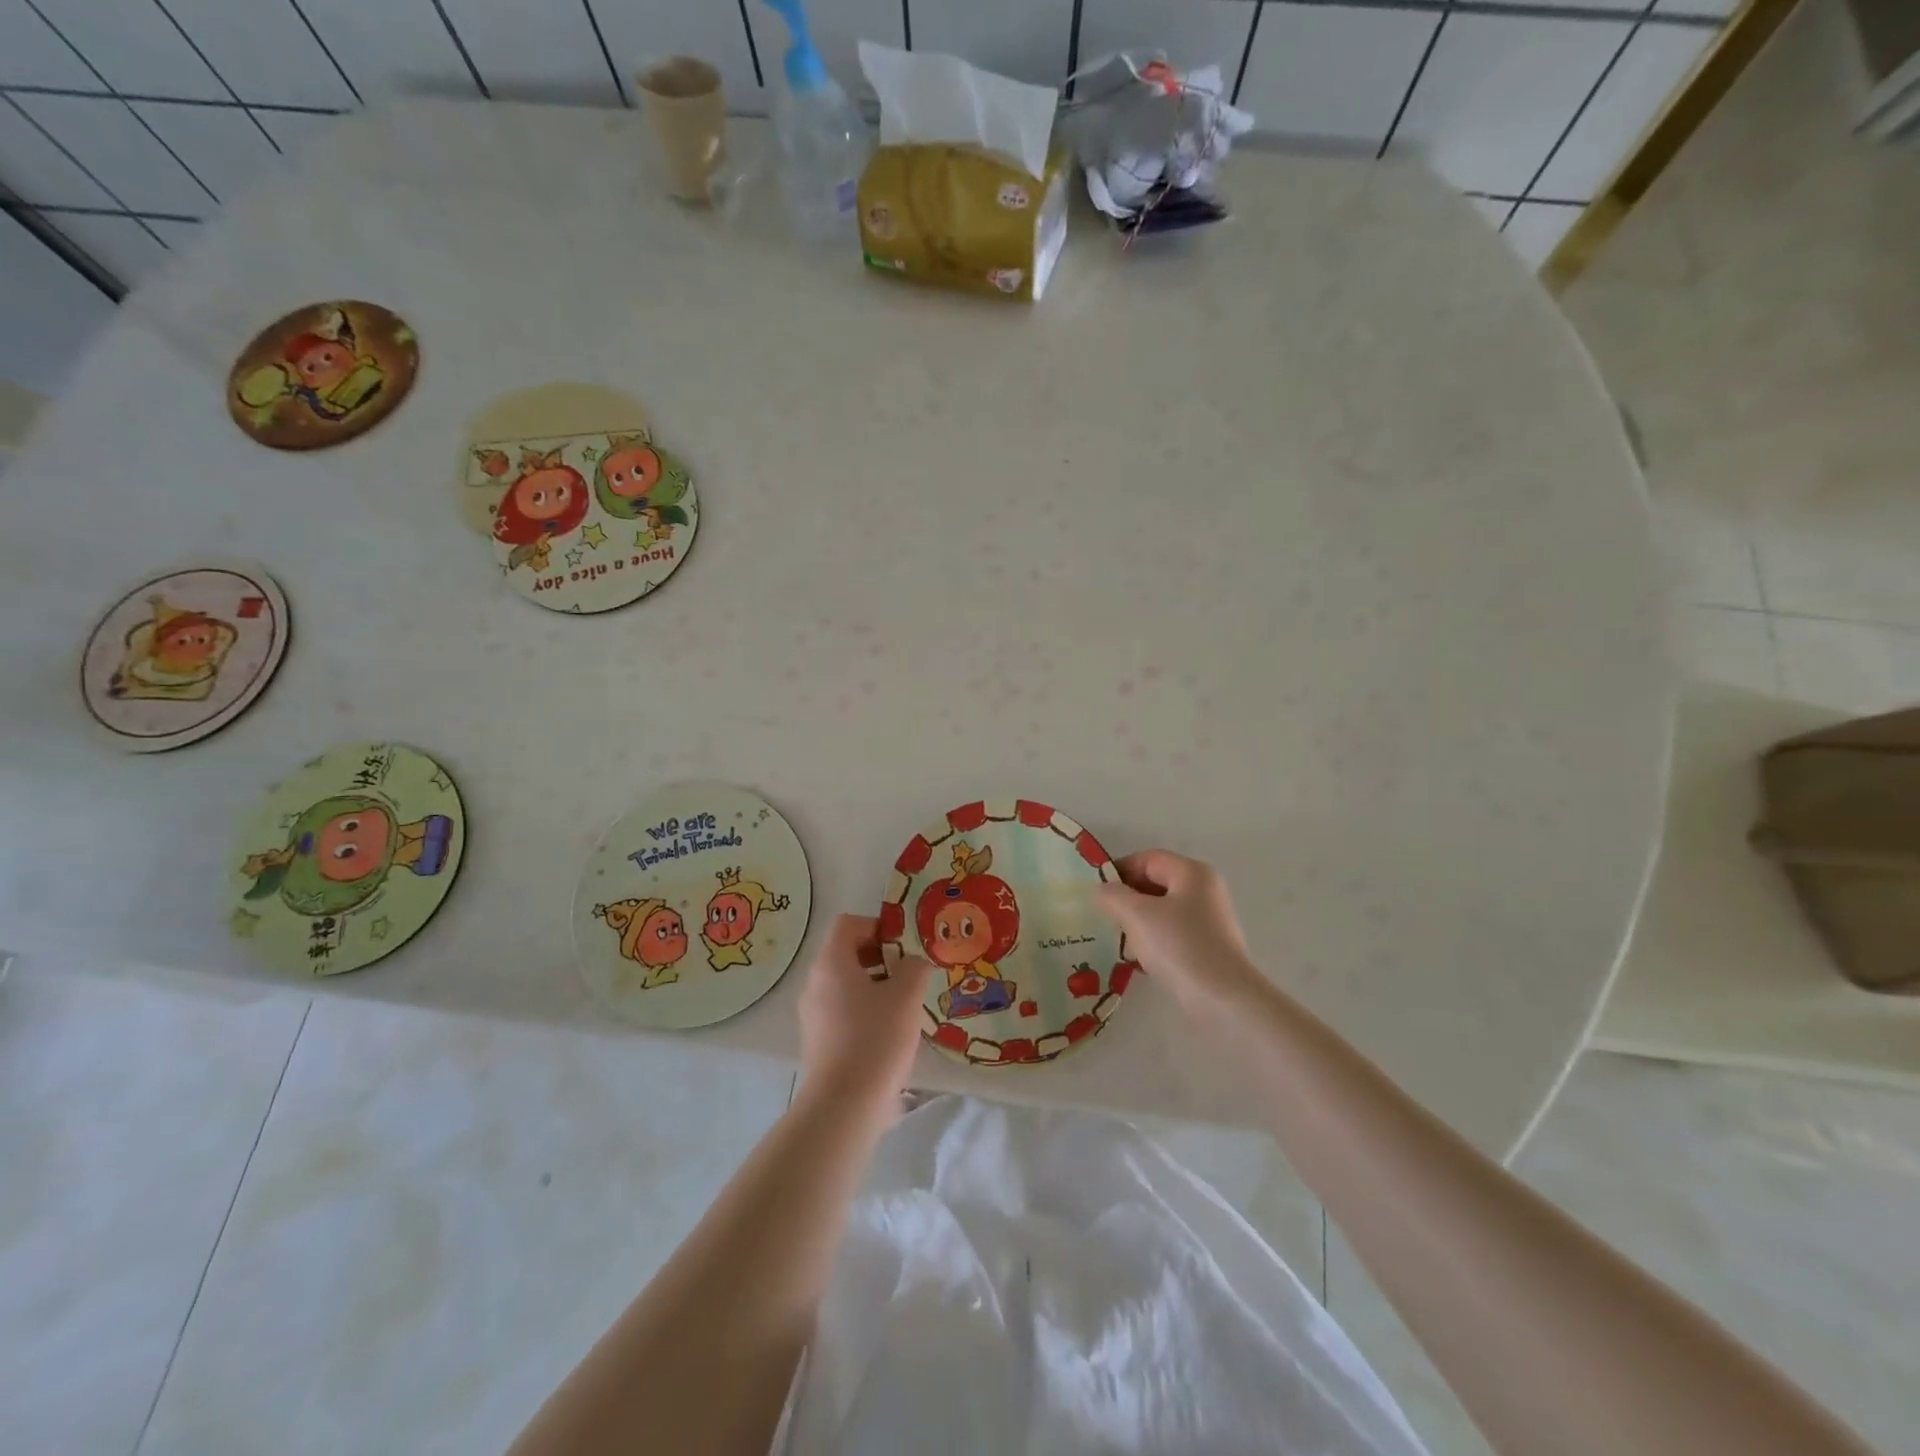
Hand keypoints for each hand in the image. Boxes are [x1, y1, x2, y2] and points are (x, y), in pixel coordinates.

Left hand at [796, 914, 928, 1114]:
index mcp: (831, 963)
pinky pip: (842, 1010)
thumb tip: (913, 964)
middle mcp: (815, 982)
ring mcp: (812, 1013)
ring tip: (904, 1004)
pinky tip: (889, 1032)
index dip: (877, 926)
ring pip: (846, 983)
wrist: (844, 1106)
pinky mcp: (818, 1040)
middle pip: (846, 953)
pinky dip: (864, 1009)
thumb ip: (914, 968)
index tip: (903, 946)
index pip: (848, 924)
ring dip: (875, 984)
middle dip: (880, 957)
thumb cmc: (876, 1039)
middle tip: (909, 974)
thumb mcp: (906, 996)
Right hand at [1098, 850, 1263, 1010]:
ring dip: (1137, 922)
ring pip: (1162, 911)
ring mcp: (1209, 920)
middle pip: (1155, 883)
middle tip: (1103, 916)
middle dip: (1127, 898)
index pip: (1147, 859)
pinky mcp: (1208, 947)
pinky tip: (1138, 960)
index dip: (1119, 870)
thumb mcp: (1137, 915)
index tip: (1095, 892)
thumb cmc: (1179, 946)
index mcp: (1192, 872)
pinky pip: (1172, 934)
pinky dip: (1153, 941)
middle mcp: (1204, 890)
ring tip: (1117, 940)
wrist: (1223, 1001)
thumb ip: (1113, 895)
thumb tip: (1102, 890)